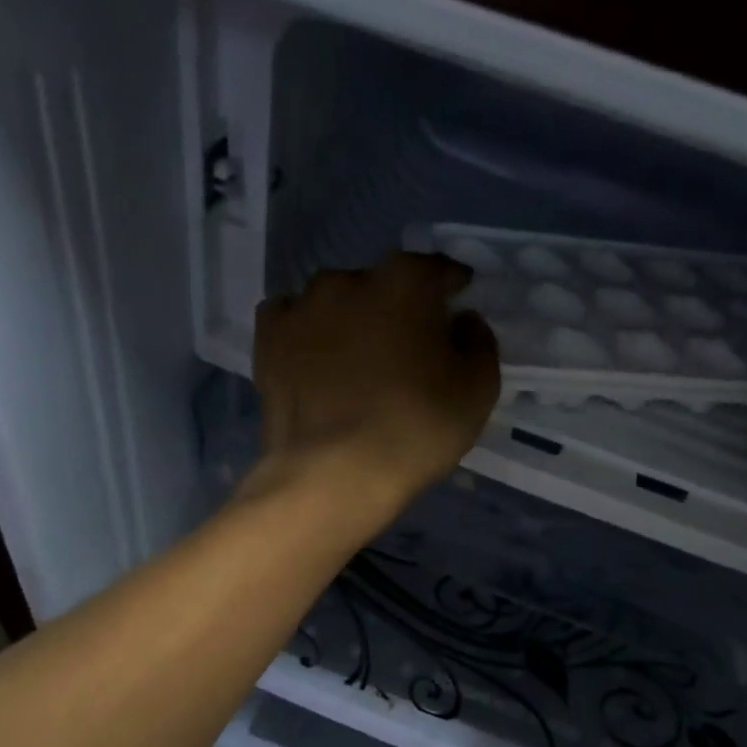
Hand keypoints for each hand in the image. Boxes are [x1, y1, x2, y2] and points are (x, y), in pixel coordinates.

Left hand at [250, 251, 499, 509]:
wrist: (334, 474)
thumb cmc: (415, 430)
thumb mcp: (478, 391)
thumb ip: (479, 342)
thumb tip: (462, 322)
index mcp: (406, 280)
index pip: (438, 271)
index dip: (451, 290)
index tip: (456, 310)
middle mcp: (350, 279)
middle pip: (383, 285)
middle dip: (397, 309)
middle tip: (405, 350)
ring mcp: (302, 307)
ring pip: (335, 302)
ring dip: (349, 320)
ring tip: (354, 362)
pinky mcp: (268, 340)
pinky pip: (290, 321)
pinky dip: (305, 334)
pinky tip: (312, 361)